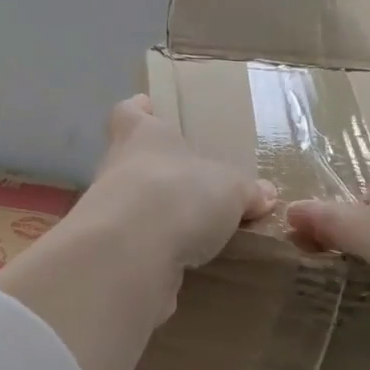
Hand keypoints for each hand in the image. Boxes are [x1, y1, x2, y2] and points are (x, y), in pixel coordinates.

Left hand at [71, 94, 276, 270]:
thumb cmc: (180, 196)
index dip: (139, 111)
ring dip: (151, 213)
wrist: (129, 254)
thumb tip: (265, 193)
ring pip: (127, 204)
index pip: (130, 113)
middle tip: (184, 181)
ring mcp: (104, 211)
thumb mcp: (230, 190)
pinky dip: (150, 249)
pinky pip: (131, 243)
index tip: (147, 108)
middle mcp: (116, 167)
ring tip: (186, 227)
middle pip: (128, 160)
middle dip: (153, 170)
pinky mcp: (106, 250)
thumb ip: (245, 191)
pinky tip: (176, 260)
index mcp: (142, 136)